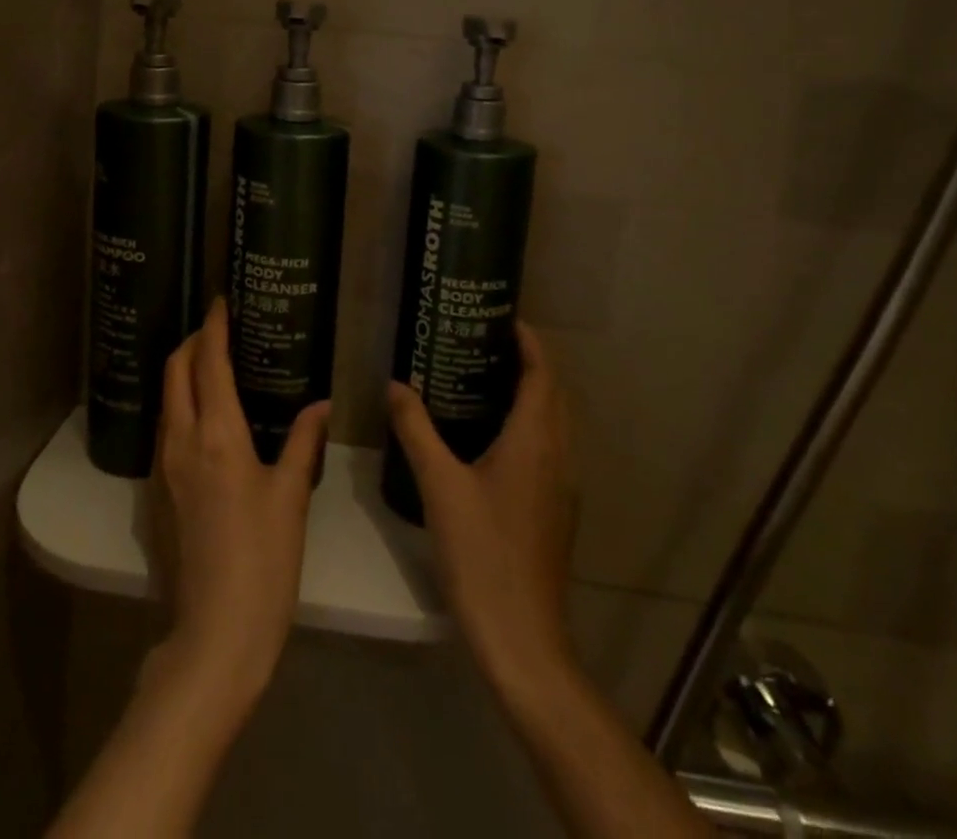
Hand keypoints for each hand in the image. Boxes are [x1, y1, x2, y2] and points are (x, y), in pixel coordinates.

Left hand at [150, 299, 330, 717]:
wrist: (215, 632)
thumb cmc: (263, 559)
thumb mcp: (291, 495)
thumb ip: (303, 441)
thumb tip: (321, 404)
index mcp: (218, 434)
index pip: (209, 362)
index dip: (214, 327)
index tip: (220, 301)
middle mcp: (182, 440)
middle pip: (176, 371)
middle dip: (191, 341)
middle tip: (217, 328)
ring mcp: (164, 467)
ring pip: (167, 399)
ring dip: (182, 371)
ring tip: (212, 363)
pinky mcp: (158, 491)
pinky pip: (166, 428)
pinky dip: (180, 403)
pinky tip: (204, 415)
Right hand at [387, 322, 576, 695]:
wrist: (522, 638)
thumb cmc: (482, 553)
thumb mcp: (439, 485)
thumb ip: (416, 429)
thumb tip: (394, 384)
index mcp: (536, 440)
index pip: (543, 374)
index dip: (530, 342)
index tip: (505, 318)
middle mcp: (558, 455)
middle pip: (554, 394)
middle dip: (529, 362)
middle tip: (487, 342)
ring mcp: (563, 486)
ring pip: (555, 423)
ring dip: (532, 394)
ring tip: (487, 379)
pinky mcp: (557, 510)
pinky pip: (550, 448)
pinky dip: (530, 425)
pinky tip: (493, 437)